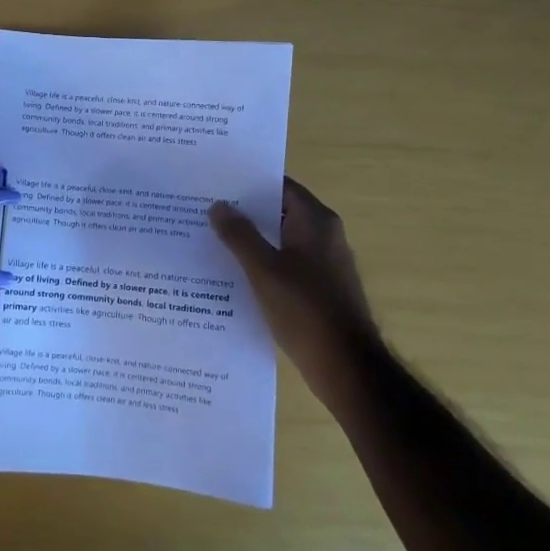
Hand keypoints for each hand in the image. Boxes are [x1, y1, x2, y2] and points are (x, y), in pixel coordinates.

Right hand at [210, 178, 380, 404]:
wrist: (346, 367)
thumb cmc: (305, 310)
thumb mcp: (264, 270)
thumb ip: (239, 235)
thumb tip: (219, 205)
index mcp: (316, 221)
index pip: (280, 187)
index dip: (248, 183)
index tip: (215, 184)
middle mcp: (324, 236)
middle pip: (279, 213)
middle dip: (244, 214)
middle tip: (204, 212)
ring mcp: (324, 264)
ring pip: (281, 242)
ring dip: (251, 242)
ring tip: (210, 242)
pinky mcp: (320, 290)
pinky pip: (286, 267)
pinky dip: (263, 266)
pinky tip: (234, 277)